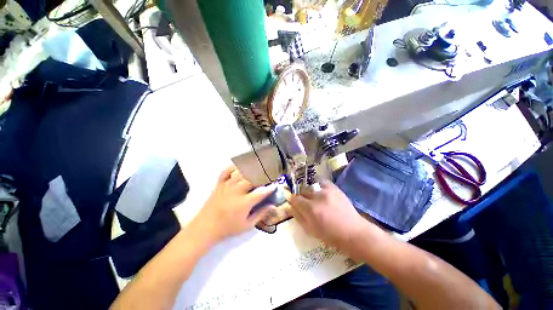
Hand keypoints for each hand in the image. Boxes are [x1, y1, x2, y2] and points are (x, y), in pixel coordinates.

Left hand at [192, 166, 273, 242]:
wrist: (205, 227)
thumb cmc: (228, 228)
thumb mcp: (247, 225)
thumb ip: (261, 214)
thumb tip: (273, 206)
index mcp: (244, 202)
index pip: (261, 192)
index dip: (270, 188)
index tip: (275, 186)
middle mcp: (237, 191)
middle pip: (253, 178)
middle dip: (262, 176)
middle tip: (267, 177)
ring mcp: (227, 185)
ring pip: (241, 172)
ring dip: (251, 170)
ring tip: (257, 170)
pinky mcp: (219, 183)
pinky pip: (227, 170)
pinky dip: (234, 167)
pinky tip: (240, 169)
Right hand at [289, 181, 369, 250]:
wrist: (354, 232)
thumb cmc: (331, 235)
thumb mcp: (311, 230)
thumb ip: (298, 216)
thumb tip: (289, 206)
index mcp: (311, 209)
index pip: (295, 198)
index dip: (292, 201)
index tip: (294, 203)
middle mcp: (317, 196)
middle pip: (302, 192)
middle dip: (301, 198)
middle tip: (306, 205)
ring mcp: (327, 191)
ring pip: (311, 188)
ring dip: (310, 193)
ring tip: (315, 200)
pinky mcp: (335, 188)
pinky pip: (322, 183)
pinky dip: (319, 187)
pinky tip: (321, 192)